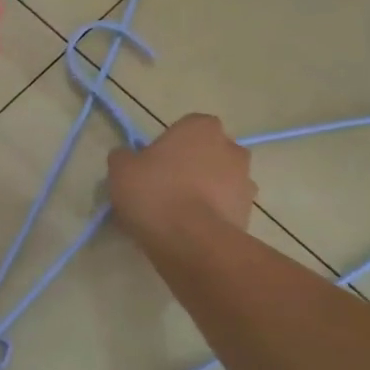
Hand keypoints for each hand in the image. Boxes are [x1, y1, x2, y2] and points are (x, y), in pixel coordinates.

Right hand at [107, 114, 254, 240]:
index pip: (185, 128)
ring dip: (203, 192)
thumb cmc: (155, 192)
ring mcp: (245, 182)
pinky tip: (188, 232)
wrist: (191, 242)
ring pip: (218, 182)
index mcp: (202, 127)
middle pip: (206, 154)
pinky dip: (211, 216)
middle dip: (191, 167)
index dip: (168, 146)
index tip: (152, 166)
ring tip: (175, 216)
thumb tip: (127, 158)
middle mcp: (231, 148)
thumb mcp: (121, 169)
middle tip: (163, 189)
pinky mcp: (248, 214)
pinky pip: (224, 209)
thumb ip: (124, 157)